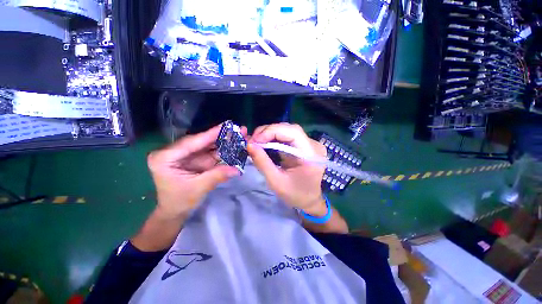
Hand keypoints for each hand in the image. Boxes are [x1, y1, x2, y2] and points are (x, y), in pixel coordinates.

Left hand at [147, 124, 244, 217]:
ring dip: (222, 141)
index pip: (191, 142)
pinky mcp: (193, 158)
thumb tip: (237, 169)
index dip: (210, 134)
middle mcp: (173, 152)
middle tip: (237, 130)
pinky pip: (209, 152)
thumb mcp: (198, 188)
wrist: (174, 211)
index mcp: (165, 157)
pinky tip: (232, 145)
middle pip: (200, 141)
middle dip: (219, 136)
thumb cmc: (179, 201)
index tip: (226, 125)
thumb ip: (217, 176)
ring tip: (237, 136)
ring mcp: (185, 155)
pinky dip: (221, 150)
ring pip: (206, 145)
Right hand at [247, 123, 327, 215]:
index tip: (255, 140)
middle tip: (253, 141)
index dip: (272, 131)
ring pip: (287, 130)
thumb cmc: (295, 195)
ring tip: (257, 142)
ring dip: (270, 134)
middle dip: (268, 132)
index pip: (293, 132)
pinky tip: (265, 143)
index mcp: (311, 155)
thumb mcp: (276, 181)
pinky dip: (274, 138)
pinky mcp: (304, 145)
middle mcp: (313, 145)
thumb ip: (262, 162)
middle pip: (289, 129)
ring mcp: (310, 144)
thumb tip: (249, 144)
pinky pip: (288, 136)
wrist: (309, 200)